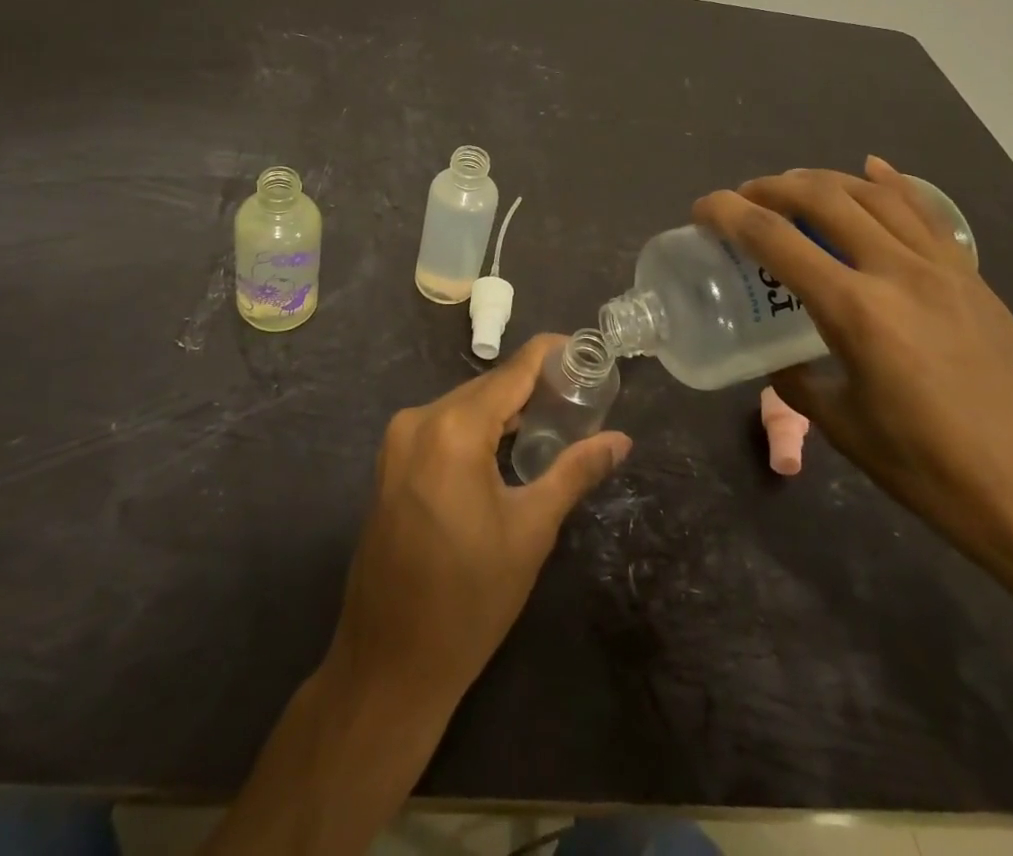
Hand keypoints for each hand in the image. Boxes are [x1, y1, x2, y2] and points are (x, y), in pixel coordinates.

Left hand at [328, 334, 631, 711]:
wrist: (390, 662)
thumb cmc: (469, 599)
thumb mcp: (531, 531)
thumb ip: (575, 472)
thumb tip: (622, 440)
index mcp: (454, 429)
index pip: (512, 372)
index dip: (549, 354)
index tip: (584, 349)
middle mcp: (419, 419)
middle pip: (486, 388)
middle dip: (531, 386)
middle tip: (579, 393)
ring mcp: (398, 440)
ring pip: (463, 406)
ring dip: (503, 409)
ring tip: (553, 415)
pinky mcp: (390, 462)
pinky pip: (442, 427)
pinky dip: (476, 427)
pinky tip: (507, 444)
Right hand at [694, 157, 1012, 589]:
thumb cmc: (938, 476)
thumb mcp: (847, 431)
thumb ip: (801, 384)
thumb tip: (781, 361)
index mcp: (856, 311)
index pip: (774, 239)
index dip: (728, 214)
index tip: (701, 208)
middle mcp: (897, 272)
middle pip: (823, 197)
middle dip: (772, 187)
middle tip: (743, 198)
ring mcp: (943, 270)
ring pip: (874, 195)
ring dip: (824, 180)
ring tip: (793, 187)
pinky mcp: (974, 280)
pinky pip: (925, 214)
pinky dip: (891, 185)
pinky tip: (872, 170)